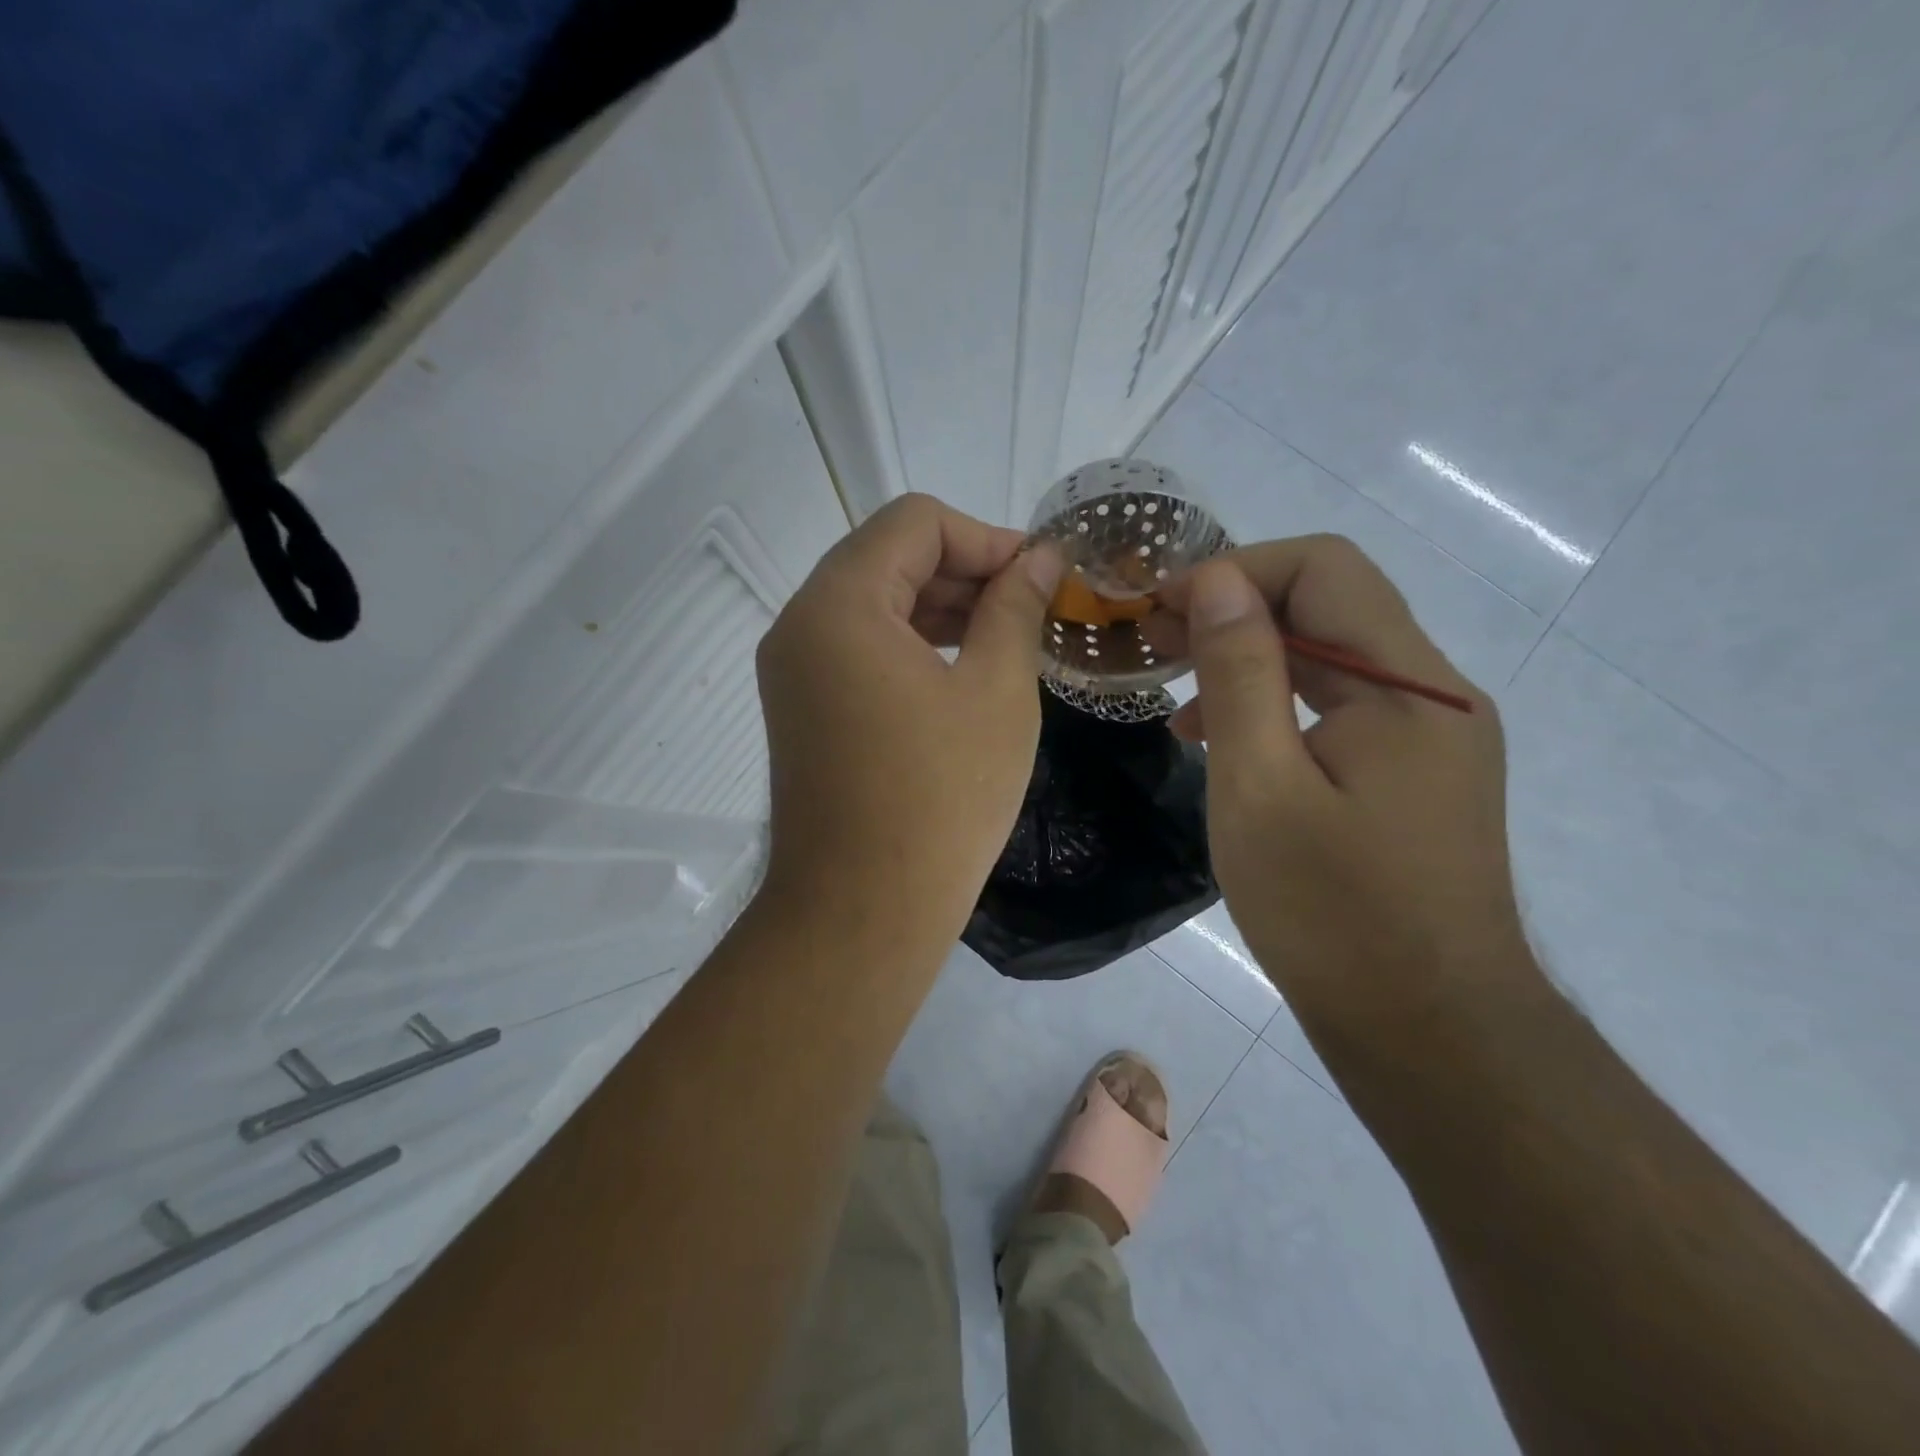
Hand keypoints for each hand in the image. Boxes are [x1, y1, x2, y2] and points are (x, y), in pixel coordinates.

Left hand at [755, 494, 1063, 952]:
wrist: (863, 911)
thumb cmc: (940, 799)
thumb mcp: (995, 691)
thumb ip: (1015, 608)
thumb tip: (1040, 559)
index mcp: (839, 604)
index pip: (915, 522)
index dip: (987, 536)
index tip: (1041, 575)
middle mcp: (800, 624)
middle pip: (889, 558)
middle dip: (966, 570)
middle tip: (1033, 606)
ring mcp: (794, 670)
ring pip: (875, 604)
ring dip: (941, 608)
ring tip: (1007, 637)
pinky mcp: (802, 708)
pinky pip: (860, 649)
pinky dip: (912, 644)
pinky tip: (963, 670)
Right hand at [1155, 537, 1540, 1060]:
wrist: (1429, 1031)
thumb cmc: (1331, 914)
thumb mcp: (1259, 787)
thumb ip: (1240, 674)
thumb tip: (1217, 580)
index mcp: (1408, 687)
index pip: (1323, 568)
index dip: (1234, 571)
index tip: (1161, 610)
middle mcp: (1433, 695)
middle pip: (1330, 605)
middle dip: (1235, 610)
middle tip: (1155, 642)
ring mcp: (1430, 737)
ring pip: (1332, 657)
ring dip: (1251, 656)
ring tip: (1175, 687)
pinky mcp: (1414, 774)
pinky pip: (1340, 707)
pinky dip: (1277, 703)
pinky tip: (1220, 738)